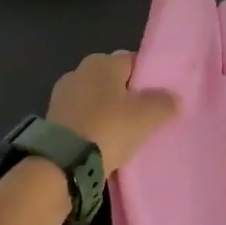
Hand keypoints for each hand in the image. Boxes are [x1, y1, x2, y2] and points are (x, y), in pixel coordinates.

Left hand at [46, 51, 175, 174]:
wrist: (63, 163)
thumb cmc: (109, 128)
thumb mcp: (147, 116)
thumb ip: (164, 103)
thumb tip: (172, 98)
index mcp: (103, 61)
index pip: (134, 62)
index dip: (150, 79)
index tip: (162, 98)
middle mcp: (80, 70)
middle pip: (114, 81)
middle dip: (128, 96)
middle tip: (146, 118)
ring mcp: (62, 94)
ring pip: (97, 100)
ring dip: (109, 113)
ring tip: (125, 135)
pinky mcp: (53, 119)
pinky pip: (83, 118)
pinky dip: (93, 126)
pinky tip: (104, 144)